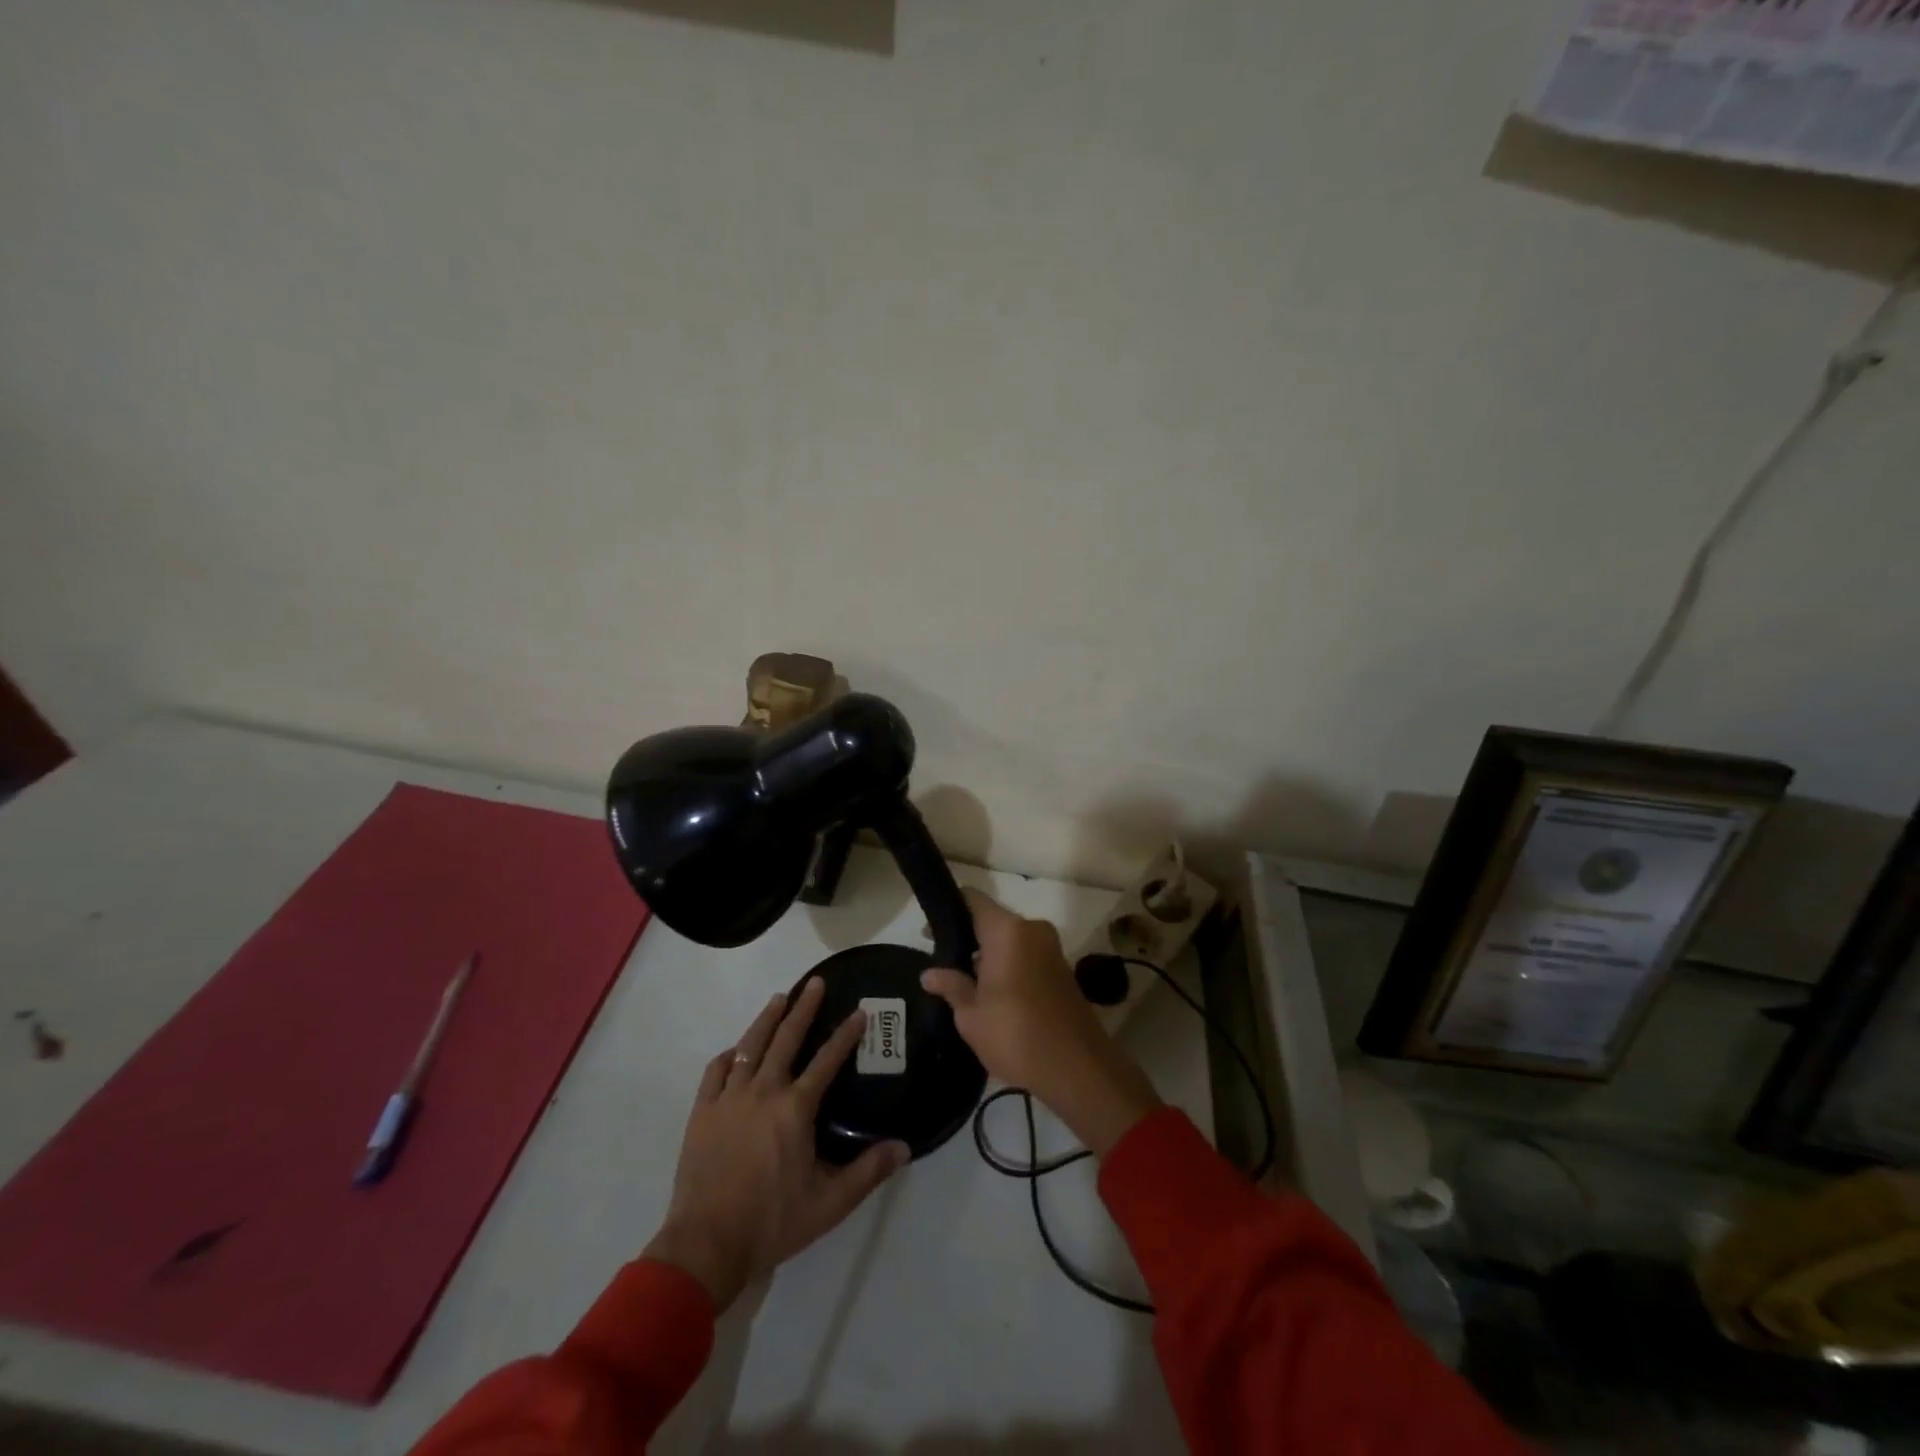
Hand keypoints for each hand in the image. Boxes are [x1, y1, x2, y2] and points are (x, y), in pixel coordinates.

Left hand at [643, 978, 909, 1311]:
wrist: (706, 1244)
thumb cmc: (772, 1222)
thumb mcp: (829, 1203)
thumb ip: (868, 1172)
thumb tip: (904, 1147)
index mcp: (795, 1109)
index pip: (827, 1061)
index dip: (845, 1035)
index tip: (858, 1012)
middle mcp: (764, 1091)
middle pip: (786, 1039)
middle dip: (804, 1008)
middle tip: (815, 983)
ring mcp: (729, 1099)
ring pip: (750, 1046)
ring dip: (767, 1019)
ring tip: (779, 998)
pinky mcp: (703, 1112)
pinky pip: (716, 1071)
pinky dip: (729, 1055)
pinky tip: (736, 1049)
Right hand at [921, 890, 1161, 1157]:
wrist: (1078, 1068)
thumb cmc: (1016, 1035)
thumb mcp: (972, 1016)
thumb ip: (951, 987)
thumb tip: (930, 974)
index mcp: (1007, 930)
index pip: (972, 899)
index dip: (949, 911)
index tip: (929, 933)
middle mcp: (1032, 929)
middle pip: (992, 920)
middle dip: (968, 938)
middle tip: (943, 963)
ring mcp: (1051, 948)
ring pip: (1010, 939)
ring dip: (989, 955)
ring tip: (964, 983)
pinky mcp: (1062, 968)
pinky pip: (1026, 954)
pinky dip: (1008, 965)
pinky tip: (993, 994)